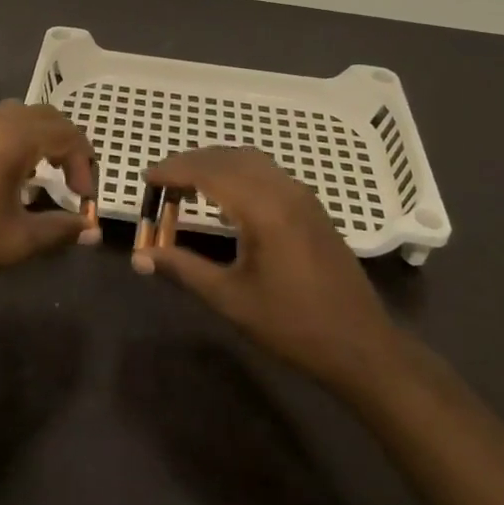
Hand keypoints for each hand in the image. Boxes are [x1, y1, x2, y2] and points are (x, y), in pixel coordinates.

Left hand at [0, 103, 98, 297]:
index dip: (85, 165)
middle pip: (47, 117)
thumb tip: (91, 230)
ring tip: (46, 176)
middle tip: (74, 183)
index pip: (67, 135)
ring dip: (42, 138)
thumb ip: (60, 230)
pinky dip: (18, 138)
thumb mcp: (17, 241)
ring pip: (21, 116)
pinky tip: (13, 173)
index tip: (84, 200)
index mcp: (12, 138)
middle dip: (68, 146)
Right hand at [137, 148, 395, 388]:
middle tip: (160, 182)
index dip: (173, 170)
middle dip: (190, 163)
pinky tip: (224, 196)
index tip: (146, 178)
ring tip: (186, 184)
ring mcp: (301, 195)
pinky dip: (236, 171)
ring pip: (249, 160)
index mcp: (263, 208)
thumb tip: (141, 257)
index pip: (208, 172)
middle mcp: (283, 189)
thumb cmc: (293, 325)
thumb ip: (183, 269)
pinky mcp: (311, 206)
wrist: (362, 346)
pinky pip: (266, 171)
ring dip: (214, 164)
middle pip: (227, 158)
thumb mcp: (231, 299)